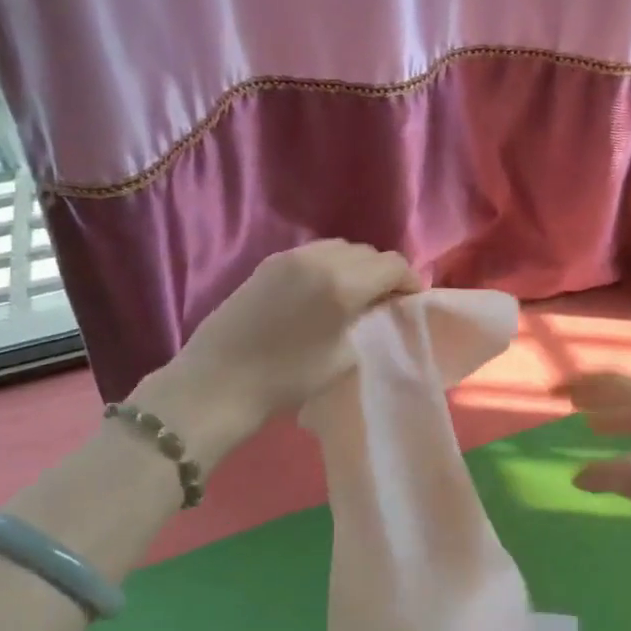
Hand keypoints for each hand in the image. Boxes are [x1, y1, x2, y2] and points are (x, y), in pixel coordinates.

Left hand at [133, 240, 421, 461]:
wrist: (218, 382)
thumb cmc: (287, 379)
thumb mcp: (344, 357)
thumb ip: (371, 323)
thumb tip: (384, 307)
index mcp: (342, 283)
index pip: (392, 265)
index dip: (410, 281)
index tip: (412, 303)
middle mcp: (318, 259)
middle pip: (367, 252)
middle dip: (384, 273)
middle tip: (386, 302)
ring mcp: (290, 257)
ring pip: (340, 248)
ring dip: (357, 266)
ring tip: (357, 296)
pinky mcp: (268, 263)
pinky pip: (314, 253)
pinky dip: (331, 265)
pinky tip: (325, 291)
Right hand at [558, 372, 630, 539]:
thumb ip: (602, 474)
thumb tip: (576, 477)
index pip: (608, 381)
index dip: (578, 384)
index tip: (553, 393)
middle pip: (624, 395)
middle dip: (595, 398)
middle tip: (571, 405)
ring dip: (613, 418)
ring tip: (592, 426)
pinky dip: (630, 438)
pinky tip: (628, 456)